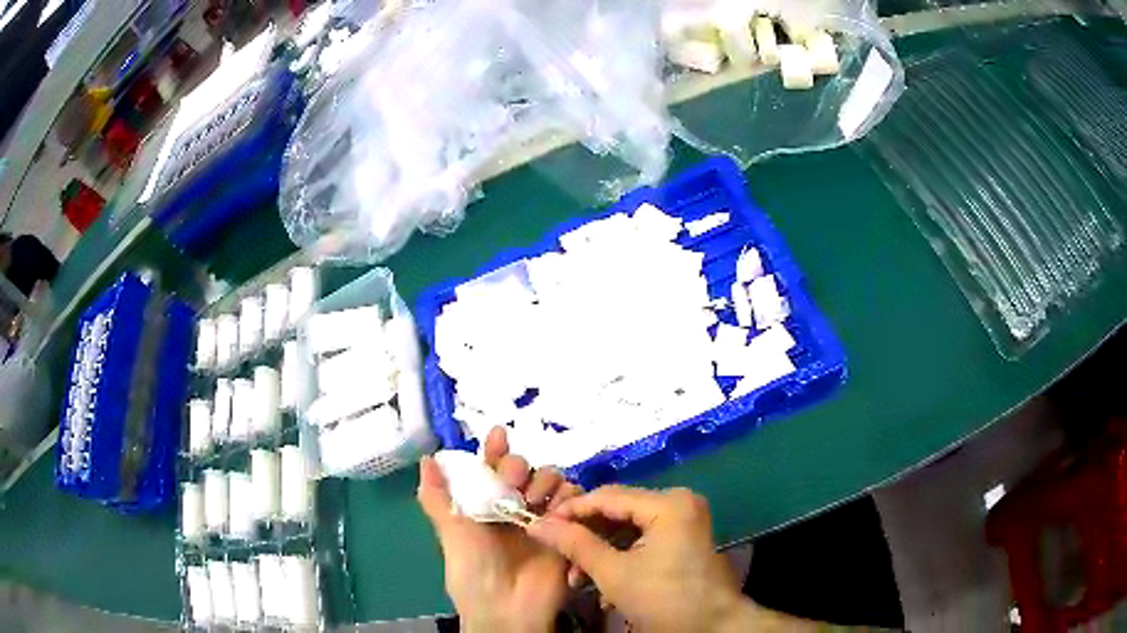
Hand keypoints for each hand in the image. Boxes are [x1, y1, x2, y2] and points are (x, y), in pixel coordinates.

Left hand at [417, 427, 582, 632]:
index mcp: (485, 507)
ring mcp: (542, 519)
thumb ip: (437, 497)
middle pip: (526, 469)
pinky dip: (570, 497)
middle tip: (513, 481)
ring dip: (545, 480)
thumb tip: (425, 458)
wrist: (507, 608)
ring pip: (553, 480)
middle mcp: (514, 509)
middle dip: (520, 466)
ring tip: (533, 499)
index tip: (497, 434)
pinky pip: (576, 502)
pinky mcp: (567, 531)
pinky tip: (557, 507)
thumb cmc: (473, 569)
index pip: (491, 470)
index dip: (494, 451)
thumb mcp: (451, 533)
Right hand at [528, 485, 784, 631]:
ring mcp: (684, 520)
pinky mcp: (685, 538)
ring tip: (579, 580)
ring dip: (601, 552)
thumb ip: (576, 544)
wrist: (715, 627)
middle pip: (618, 512)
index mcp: (667, 503)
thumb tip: (539, 524)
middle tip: (559, 557)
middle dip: (586, 538)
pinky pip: (644, 539)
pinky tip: (605, 584)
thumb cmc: (665, 599)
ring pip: (629, 528)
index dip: (570, 510)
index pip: (607, 496)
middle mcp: (678, 502)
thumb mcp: (614, 574)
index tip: (539, 524)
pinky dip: (622, 557)